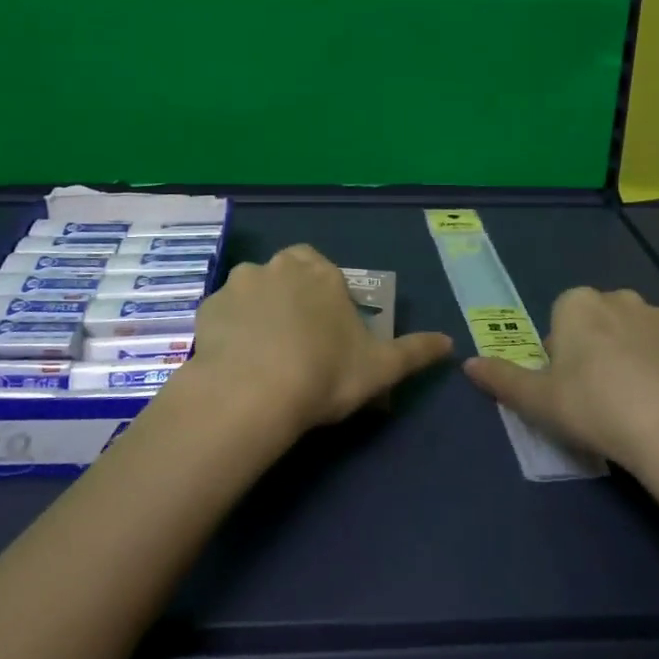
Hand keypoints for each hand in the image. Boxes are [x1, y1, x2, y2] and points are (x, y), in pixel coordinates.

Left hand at [190, 244, 454, 435]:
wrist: (253, 391)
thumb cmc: (325, 373)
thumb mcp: (381, 368)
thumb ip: (416, 352)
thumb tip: (450, 342)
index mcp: (320, 272)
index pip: (323, 268)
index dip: (326, 295)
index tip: (328, 328)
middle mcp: (278, 266)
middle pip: (287, 272)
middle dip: (292, 295)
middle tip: (297, 338)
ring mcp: (238, 284)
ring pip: (251, 289)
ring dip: (258, 309)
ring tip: (262, 351)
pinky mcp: (207, 308)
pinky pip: (222, 314)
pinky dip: (229, 329)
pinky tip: (235, 360)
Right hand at [461, 287, 658, 478]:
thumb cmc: (592, 406)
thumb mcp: (536, 399)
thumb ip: (502, 379)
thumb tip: (468, 365)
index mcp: (579, 303)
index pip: (561, 317)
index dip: (560, 351)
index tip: (564, 385)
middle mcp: (623, 300)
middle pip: (600, 321)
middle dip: (597, 348)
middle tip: (594, 395)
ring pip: (639, 335)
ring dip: (634, 356)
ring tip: (632, 404)